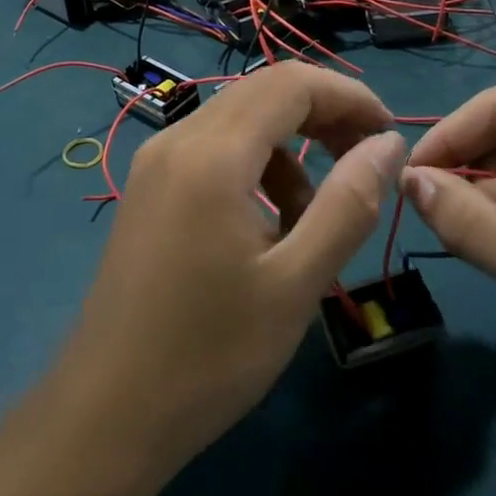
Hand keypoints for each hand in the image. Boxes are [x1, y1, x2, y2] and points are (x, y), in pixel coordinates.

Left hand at [49, 63, 401, 480]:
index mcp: (211, 155)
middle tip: (364, 165)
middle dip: (323, 116)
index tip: (388, 137)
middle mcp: (176, 140)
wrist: (107, 412)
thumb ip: (348, 204)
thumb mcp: (296, 283)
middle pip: (263, 92)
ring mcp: (154, 163)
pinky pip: (211, 152)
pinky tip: (267, 227)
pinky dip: (254, 169)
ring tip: (314, 215)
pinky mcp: (147, 189)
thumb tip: (388, 143)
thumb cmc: (210, 355)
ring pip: (237, 122)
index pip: (291, 83)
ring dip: (289, 149)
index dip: (348, 97)